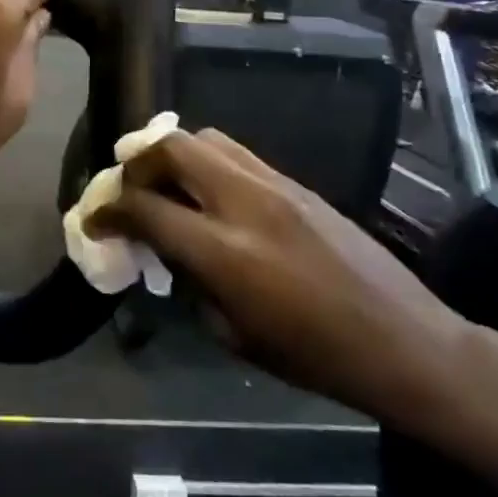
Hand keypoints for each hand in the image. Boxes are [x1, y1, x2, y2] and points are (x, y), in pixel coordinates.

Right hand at [99, 129, 469, 426]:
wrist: (404, 342)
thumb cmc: (314, 357)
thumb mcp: (233, 333)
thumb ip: (191, 281)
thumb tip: (167, 250)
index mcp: (225, 253)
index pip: (146, 208)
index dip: (108, 211)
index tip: (93, 220)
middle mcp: (245, 204)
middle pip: (171, 147)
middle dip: (136, 162)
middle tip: (127, 188)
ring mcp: (276, 185)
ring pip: (206, 139)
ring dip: (173, 156)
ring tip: (166, 185)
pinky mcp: (298, 183)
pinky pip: (239, 155)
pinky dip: (208, 165)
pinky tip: (210, 195)